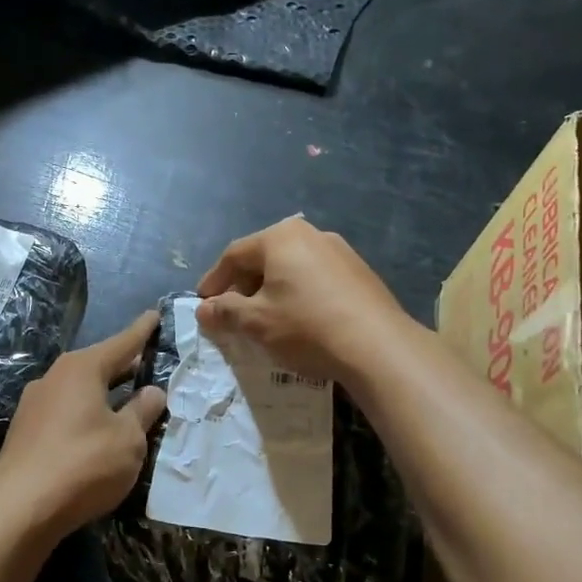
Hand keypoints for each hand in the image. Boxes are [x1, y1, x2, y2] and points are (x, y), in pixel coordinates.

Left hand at [0, 311, 168, 539]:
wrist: (19, 509)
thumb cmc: (83, 464)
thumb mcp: (128, 440)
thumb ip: (142, 411)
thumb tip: (152, 391)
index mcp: (82, 369)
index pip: (121, 343)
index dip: (142, 331)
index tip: (153, 314)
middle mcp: (54, 377)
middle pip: (97, 364)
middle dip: (122, 364)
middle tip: (147, 361)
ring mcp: (34, 404)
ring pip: (79, 389)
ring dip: (103, 392)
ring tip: (125, 398)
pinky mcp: (25, 432)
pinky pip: (65, 411)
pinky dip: (85, 413)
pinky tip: (96, 430)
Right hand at [196, 216, 413, 386]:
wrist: (378, 347)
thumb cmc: (306, 327)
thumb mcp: (256, 322)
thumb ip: (225, 311)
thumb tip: (203, 309)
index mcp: (281, 237)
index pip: (234, 255)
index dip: (214, 280)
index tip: (203, 303)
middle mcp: (311, 234)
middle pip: (264, 257)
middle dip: (243, 284)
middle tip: (231, 311)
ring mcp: (340, 251)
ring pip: (292, 267)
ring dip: (271, 290)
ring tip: (264, 317)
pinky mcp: (360, 273)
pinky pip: (315, 278)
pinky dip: (298, 294)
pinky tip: (299, 319)